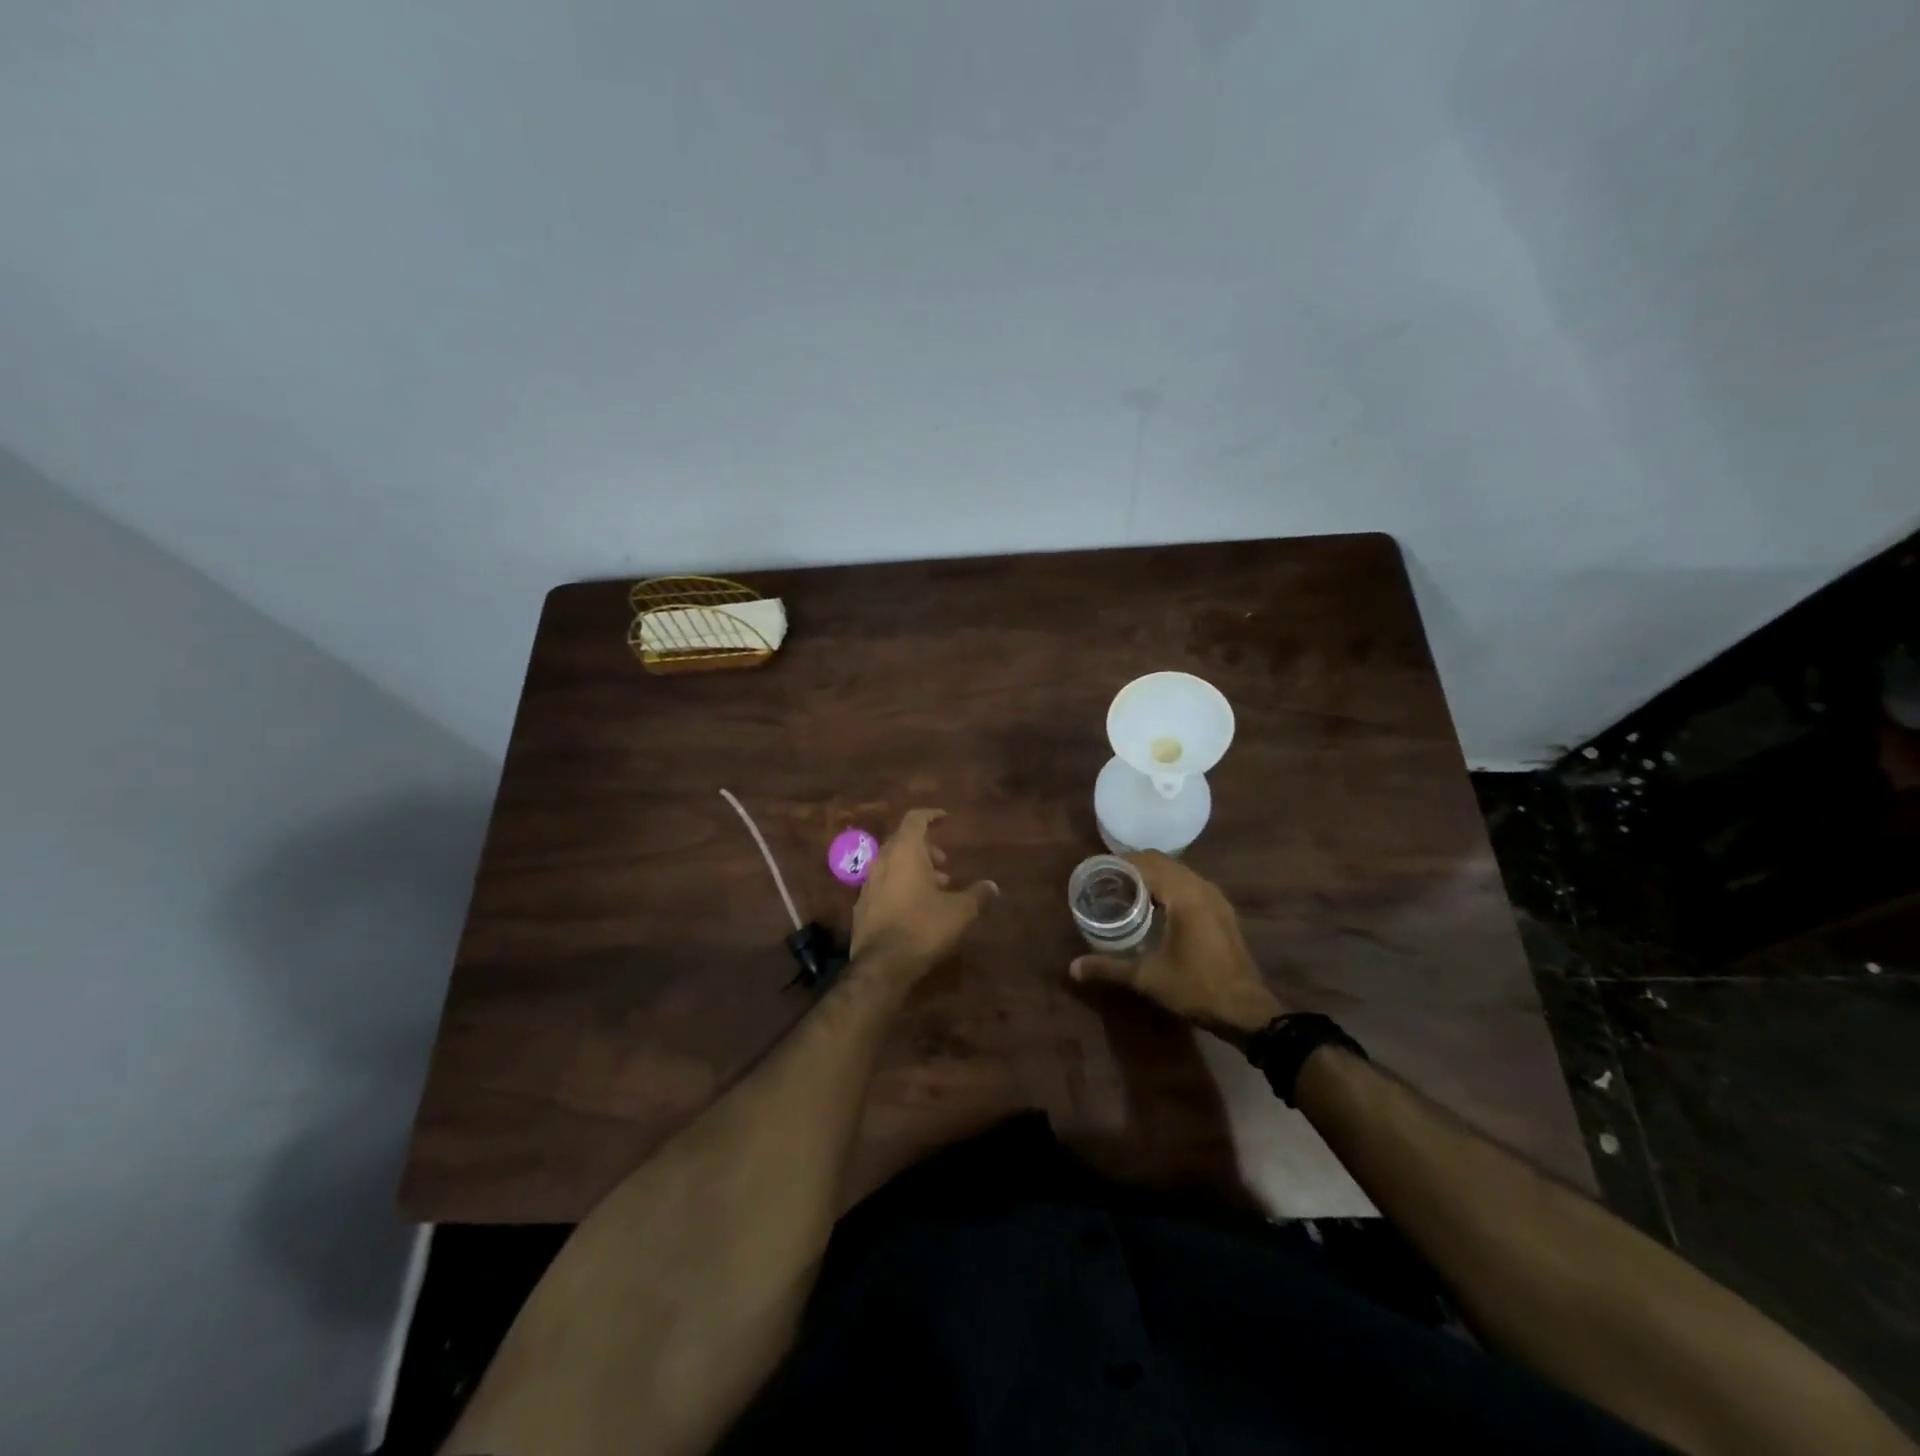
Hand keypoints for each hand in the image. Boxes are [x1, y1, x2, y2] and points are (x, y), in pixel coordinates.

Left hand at [850, 809, 997, 971]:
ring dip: (914, 869)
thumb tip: (992, 886)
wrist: (882, 964)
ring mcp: (868, 883)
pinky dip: (900, 885)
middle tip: (945, 864)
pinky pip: (884, 884)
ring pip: (892, 864)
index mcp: (905, 852)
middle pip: (903, 842)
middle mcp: (882, 861)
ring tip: (936, 889)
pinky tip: (916, 907)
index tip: (945, 819)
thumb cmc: (923, 927)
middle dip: (925, 849)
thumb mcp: (959, 911)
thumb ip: (977, 894)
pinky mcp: (862, 905)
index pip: (915, 820)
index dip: (931, 816)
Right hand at [1069, 851, 1284, 1045]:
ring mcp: (1216, 898)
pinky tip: (1156, 907)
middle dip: (1134, 867)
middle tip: (1107, 882)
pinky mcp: (1222, 910)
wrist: (1246, 1011)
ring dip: (1153, 875)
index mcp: (1184, 895)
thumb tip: (1073, 968)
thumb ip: (1108, 967)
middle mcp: (1201, 887)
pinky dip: (1170, 885)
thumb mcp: (1147, 978)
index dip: (1120, 864)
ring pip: (1178, 871)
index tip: (1098, 873)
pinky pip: (1190, 884)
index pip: (1146, 863)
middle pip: (1162, 862)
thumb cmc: (1196, 988)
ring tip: (1127, 891)